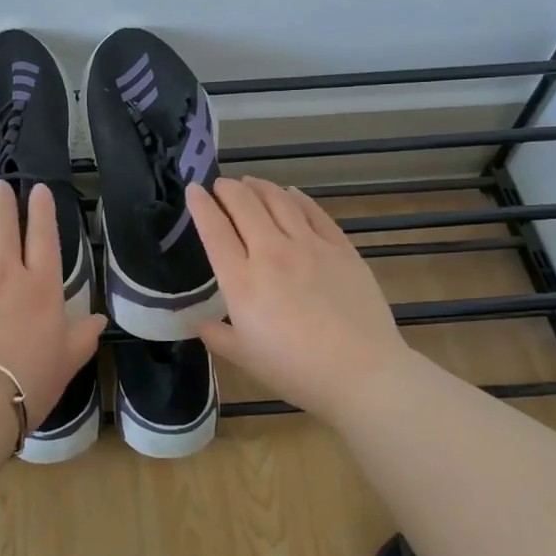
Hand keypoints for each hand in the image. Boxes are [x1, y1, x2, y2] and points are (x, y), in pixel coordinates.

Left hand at [0, 180, 105, 428]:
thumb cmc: (27, 383)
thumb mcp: (67, 362)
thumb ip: (82, 336)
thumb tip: (99, 320)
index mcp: (40, 287)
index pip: (44, 237)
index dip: (42, 210)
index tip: (38, 189)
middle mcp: (2, 272)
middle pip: (3, 226)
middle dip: (3, 202)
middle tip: (0, 187)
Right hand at [189, 177, 422, 424]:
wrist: (362, 373)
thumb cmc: (296, 371)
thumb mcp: (245, 358)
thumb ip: (217, 335)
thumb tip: (199, 322)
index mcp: (242, 281)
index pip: (214, 230)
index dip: (201, 205)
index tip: (193, 190)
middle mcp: (272, 253)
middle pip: (244, 205)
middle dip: (227, 188)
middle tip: (220, 185)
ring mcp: (310, 246)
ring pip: (279, 201)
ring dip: (260, 186)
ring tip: (250, 182)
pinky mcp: (341, 248)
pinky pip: (314, 212)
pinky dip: (297, 198)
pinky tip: (290, 193)